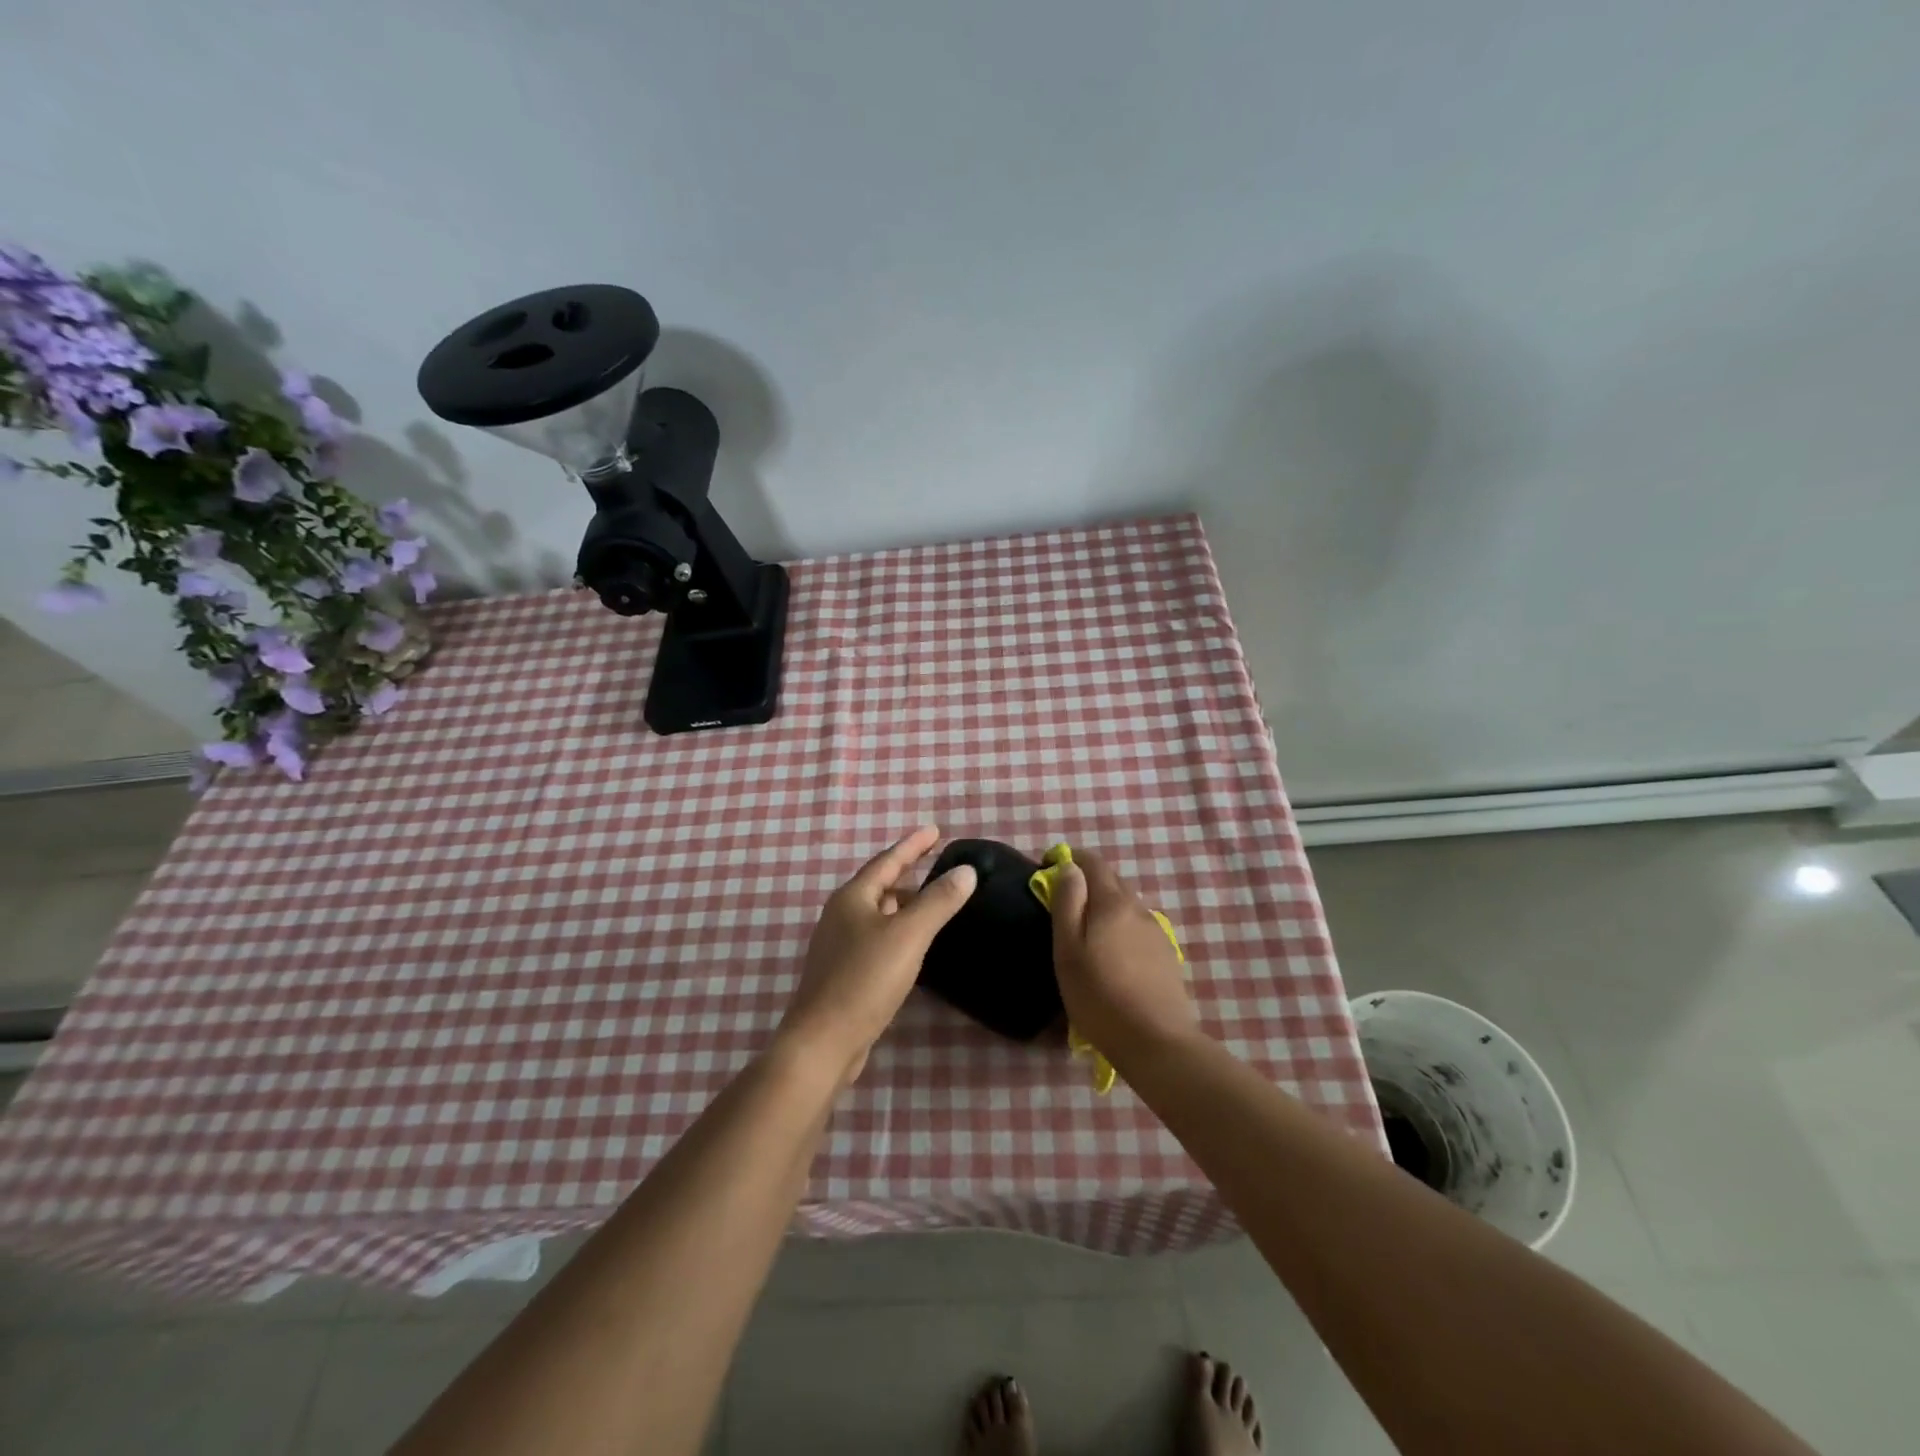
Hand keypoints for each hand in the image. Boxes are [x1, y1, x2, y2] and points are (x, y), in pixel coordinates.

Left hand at [779, 826, 978, 1086]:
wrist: (823, 1042)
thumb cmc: (864, 980)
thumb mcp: (909, 936)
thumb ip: (938, 901)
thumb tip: (966, 870)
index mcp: (853, 898)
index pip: (888, 860)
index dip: (913, 845)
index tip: (936, 830)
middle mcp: (841, 916)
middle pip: (880, 886)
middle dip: (908, 874)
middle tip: (939, 867)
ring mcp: (839, 946)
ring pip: (878, 914)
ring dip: (905, 905)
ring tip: (933, 903)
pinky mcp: (843, 974)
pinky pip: (877, 939)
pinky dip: (899, 932)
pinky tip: (914, 947)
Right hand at [1049, 850, 1199, 1066]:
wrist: (1157, 1042)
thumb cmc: (1100, 997)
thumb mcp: (1068, 951)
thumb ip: (1067, 903)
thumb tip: (1069, 868)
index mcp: (1113, 903)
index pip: (1093, 862)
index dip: (1069, 858)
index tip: (1047, 867)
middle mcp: (1138, 909)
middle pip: (1111, 881)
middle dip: (1086, 882)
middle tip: (1062, 903)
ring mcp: (1157, 932)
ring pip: (1126, 906)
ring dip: (1104, 907)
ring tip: (1085, 934)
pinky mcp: (1166, 955)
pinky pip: (1137, 928)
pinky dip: (1119, 928)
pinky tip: (1112, 956)